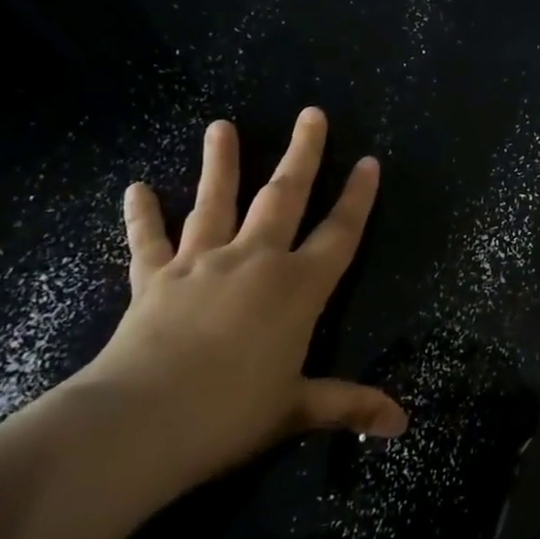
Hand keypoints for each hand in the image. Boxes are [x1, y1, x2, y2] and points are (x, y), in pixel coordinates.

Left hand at [75, 109, 406, 490]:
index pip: (339, 232)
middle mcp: (255, 261)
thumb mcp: (296, 408)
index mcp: (298, 287)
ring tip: (220, 125)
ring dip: (220, 163)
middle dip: (303, 154)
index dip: (357, 197)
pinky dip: (143, 216)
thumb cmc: (231, 413)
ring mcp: (202, 264)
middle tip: (312, 114)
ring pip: (216, 202)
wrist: (140, 422)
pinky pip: (149, 241)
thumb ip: (348, 405)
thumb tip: (403, 424)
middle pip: (284, 196)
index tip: (368, 161)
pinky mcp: (155, 279)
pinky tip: (136, 189)